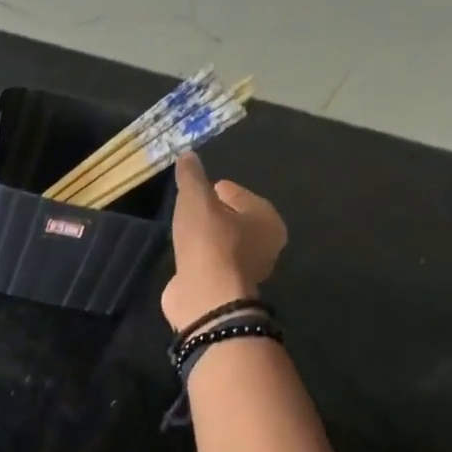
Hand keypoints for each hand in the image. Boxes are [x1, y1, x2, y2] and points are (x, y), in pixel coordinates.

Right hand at [162, 152, 286, 329]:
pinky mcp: (226, 287)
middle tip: (190, 205)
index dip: (219, 188)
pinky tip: (183, 250)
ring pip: (224, 243)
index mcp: (268, 219)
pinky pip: (211, 261)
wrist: (206, 296)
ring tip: (183, 226)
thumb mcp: (196, 200)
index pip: (241, 195)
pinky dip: (199, 255)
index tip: (200, 186)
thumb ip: (192, 176)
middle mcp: (265, 245)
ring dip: (206, 235)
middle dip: (215, 212)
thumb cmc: (210, 241)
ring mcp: (246, 269)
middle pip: (236, 220)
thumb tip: (187, 155)